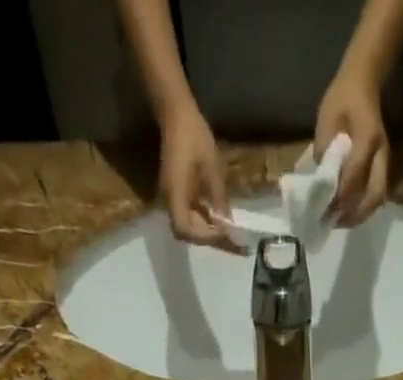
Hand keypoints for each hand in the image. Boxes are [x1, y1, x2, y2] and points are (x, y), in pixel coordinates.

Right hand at [159, 102, 235, 249]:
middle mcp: (170, 202)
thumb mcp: (213, 168)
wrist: (176, 114)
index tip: (225, 232)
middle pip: (187, 233)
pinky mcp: (177, 193)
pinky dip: (204, 221)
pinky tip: (219, 220)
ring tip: (229, 235)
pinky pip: (189, 215)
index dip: (205, 236)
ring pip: (189, 226)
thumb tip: (228, 224)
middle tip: (232, 242)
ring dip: (207, 232)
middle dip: (209, 239)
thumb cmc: (194, 136)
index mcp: (175, 195)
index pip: (186, 229)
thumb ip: (219, 198)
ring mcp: (172, 198)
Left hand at [314, 67, 388, 225]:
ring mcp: (385, 161)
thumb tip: (319, 184)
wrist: (363, 82)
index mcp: (367, 137)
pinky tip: (346, 212)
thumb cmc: (342, 99)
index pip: (355, 174)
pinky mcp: (383, 167)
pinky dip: (362, 208)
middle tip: (334, 223)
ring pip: (377, 198)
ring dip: (359, 215)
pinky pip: (376, 194)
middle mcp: (381, 153)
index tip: (324, 211)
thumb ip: (324, 152)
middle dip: (354, 214)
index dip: (340, 196)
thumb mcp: (326, 120)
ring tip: (339, 222)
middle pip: (374, 195)